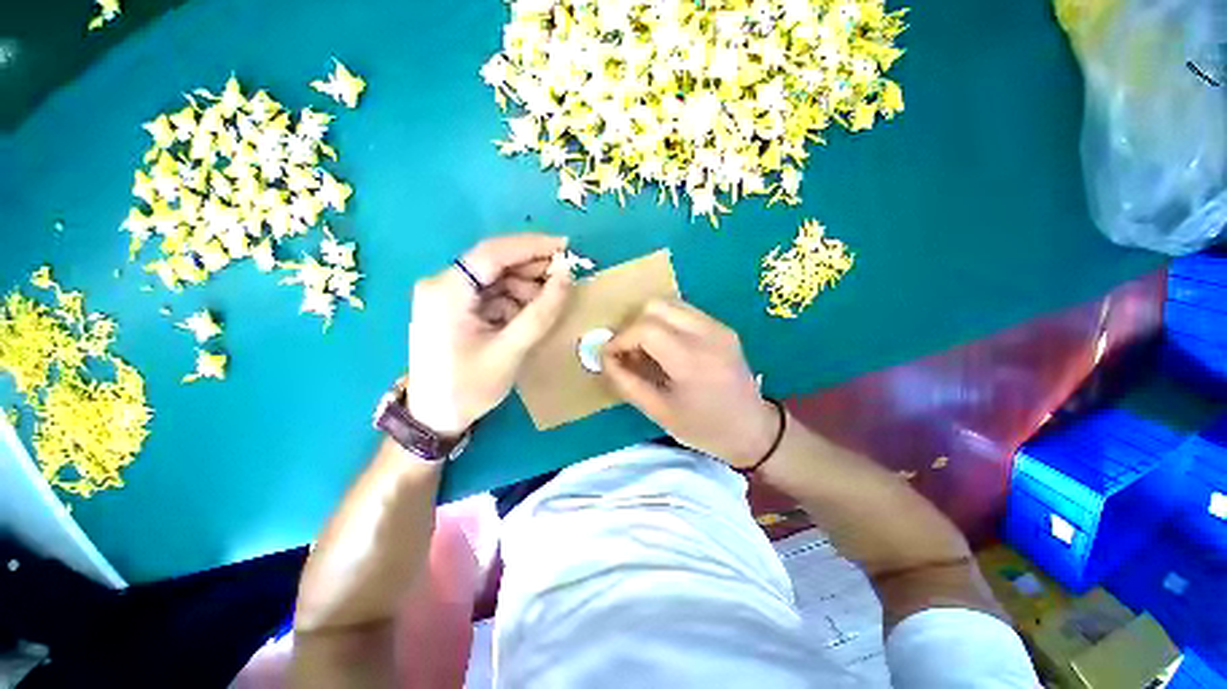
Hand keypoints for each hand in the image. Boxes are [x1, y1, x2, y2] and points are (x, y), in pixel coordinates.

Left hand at [407, 234, 571, 435]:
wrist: (434, 417)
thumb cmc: (468, 387)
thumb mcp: (510, 350)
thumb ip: (541, 313)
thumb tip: (567, 276)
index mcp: (447, 290)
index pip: (493, 252)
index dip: (533, 246)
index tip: (566, 248)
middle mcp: (442, 283)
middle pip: (494, 262)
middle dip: (532, 269)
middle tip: (564, 279)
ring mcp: (446, 294)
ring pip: (495, 277)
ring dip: (525, 287)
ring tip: (547, 305)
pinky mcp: (453, 306)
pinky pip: (491, 293)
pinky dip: (513, 300)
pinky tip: (527, 316)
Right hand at [601, 299, 777, 468]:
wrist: (753, 429)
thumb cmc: (704, 428)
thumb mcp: (659, 412)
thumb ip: (627, 382)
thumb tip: (605, 358)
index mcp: (691, 360)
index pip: (645, 328)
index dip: (620, 338)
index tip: (609, 354)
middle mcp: (707, 334)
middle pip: (656, 306)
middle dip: (633, 325)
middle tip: (627, 350)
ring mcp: (718, 327)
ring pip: (671, 304)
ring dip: (649, 321)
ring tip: (644, 348)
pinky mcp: (723, 327)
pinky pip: (685, 312)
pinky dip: (666, 322)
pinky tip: (665, 346)